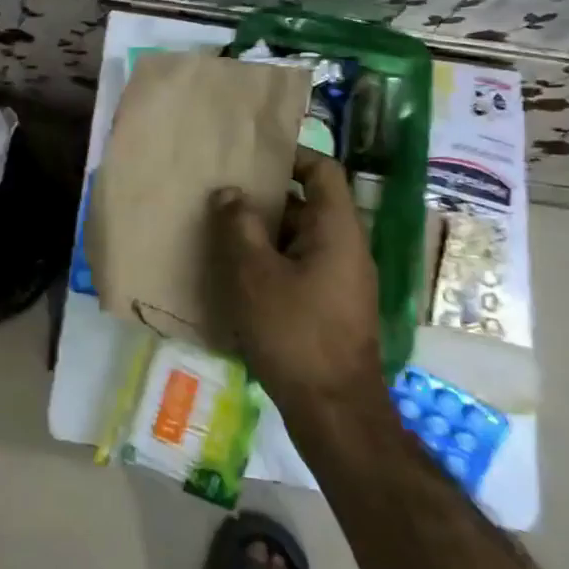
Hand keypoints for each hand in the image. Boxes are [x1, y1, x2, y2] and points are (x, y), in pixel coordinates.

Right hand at [211, 149, 380, 407]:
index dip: (291, 155)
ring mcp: (342, 281)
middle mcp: (347, 248)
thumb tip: (231, 193)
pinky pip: (302, 268)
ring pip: (301, 239)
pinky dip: (273, 263)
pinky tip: (238, 277)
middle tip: (222, 196)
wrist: (335, 413)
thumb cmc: (294, 333)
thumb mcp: (254, 273)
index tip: (252, 158)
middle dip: (265, 199)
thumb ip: (239, 226)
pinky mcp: (333, 308)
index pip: (323, 170)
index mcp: (337, 229)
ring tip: (221, 234)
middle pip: (308, 205)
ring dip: (264, 234)